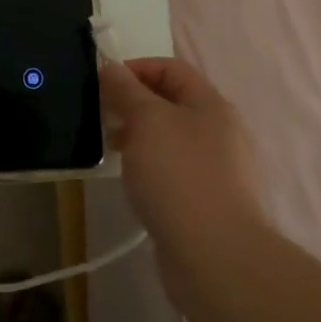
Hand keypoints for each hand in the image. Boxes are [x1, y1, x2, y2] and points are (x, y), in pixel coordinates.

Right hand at [99, 56, 263, 246]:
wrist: (214, 255)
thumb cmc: (178, 175)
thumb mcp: (146, 120)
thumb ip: (126, 90)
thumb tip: (111, 66)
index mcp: (210, 103)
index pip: (170, 68)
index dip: (135, 68)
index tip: (102, 83)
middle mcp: (218, 130)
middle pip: (170, 102)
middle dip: (133, 103)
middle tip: (101, 116)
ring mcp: (215, 167)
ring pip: (169, 137)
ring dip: (138, 135)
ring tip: (111, 149)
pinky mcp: (205, 199)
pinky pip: (172, 169)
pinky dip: (149, 166)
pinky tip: (131, 181)